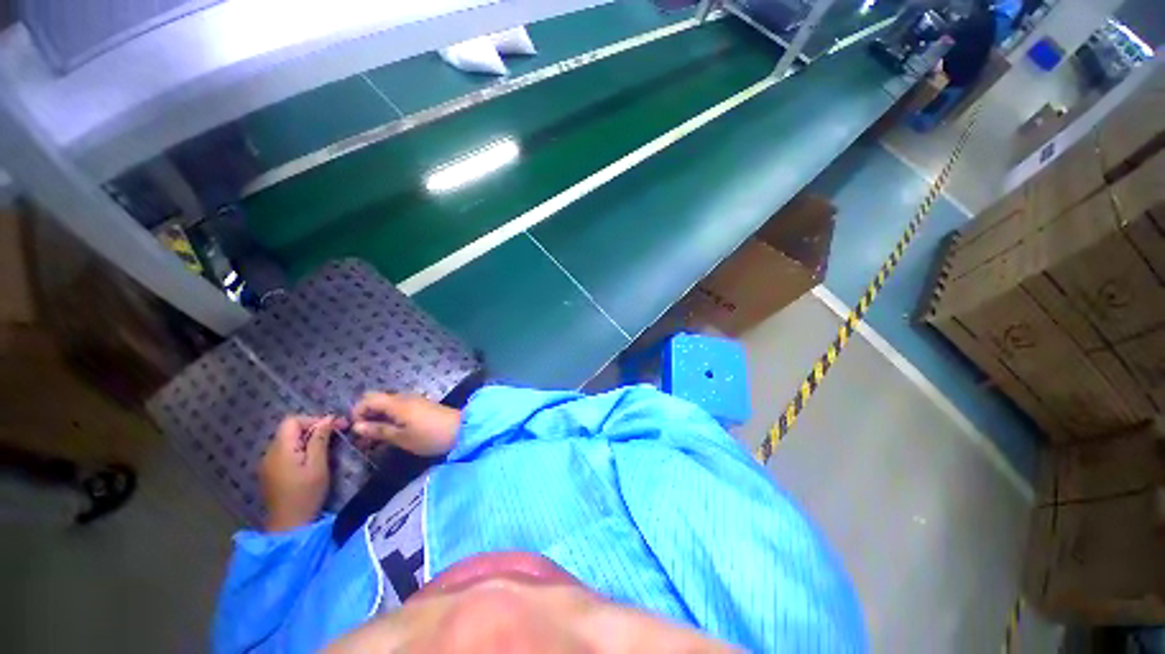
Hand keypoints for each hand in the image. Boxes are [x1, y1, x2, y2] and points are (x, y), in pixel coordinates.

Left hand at [259, 415, 345, 532]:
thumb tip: (328, 419)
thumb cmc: (306, 494)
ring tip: (326, 446)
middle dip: (313, 428)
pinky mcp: (270, 472)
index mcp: (281, 449)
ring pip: (288, 440)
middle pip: (290, 430)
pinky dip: (300, 449)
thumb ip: (320, 440)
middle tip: (336, 434)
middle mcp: (270, 453)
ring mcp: (268, 463)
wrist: (288, 525)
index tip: (334, 426)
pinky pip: (285, 452)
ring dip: (307, 439)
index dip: (313, 419)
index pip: (292, 421)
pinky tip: (312, 459)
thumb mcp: (318, 465)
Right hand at [351, 393, 461, 456]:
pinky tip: (391, 433)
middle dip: (366, 415)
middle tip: (364, 436)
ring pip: (388, 405)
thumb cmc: (429, 436)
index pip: (367, 399)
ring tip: (376, 439)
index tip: (355, 431)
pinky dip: (391, 418)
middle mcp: (404, 397)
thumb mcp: (401, 438)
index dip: (357, 412)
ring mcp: (414, 400)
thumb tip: (356, 426)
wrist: (461, 430)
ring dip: (378, 418)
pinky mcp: (422, 406)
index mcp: (396, 403)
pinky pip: (399, 408)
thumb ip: (378, 431)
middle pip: (377, 400)